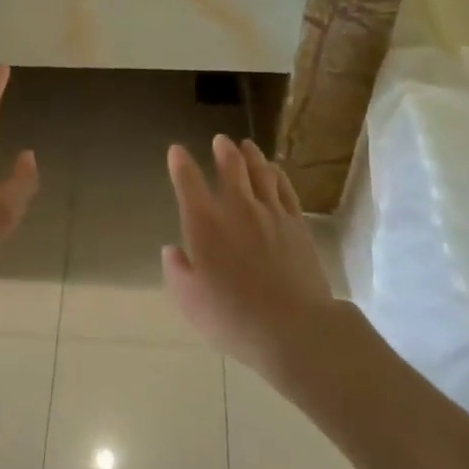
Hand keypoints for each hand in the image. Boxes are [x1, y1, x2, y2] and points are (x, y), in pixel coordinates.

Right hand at [163, 137, 334, 374]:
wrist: (292, 328)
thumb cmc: (232, 317)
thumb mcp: (189, 301)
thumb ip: (176, 271)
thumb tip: (172, 250)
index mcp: (204, 222)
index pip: (188, 181)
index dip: (180, 163)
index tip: (176, 151)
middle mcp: (236, 207)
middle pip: (230, 166)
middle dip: (222, 150)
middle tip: (220, 140)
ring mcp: (270, 212)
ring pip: (260, 171)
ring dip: (251, 155)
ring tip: (246, 145)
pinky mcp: (296, 223)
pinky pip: (285, 188)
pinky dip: (277, 174)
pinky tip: (274, 170)